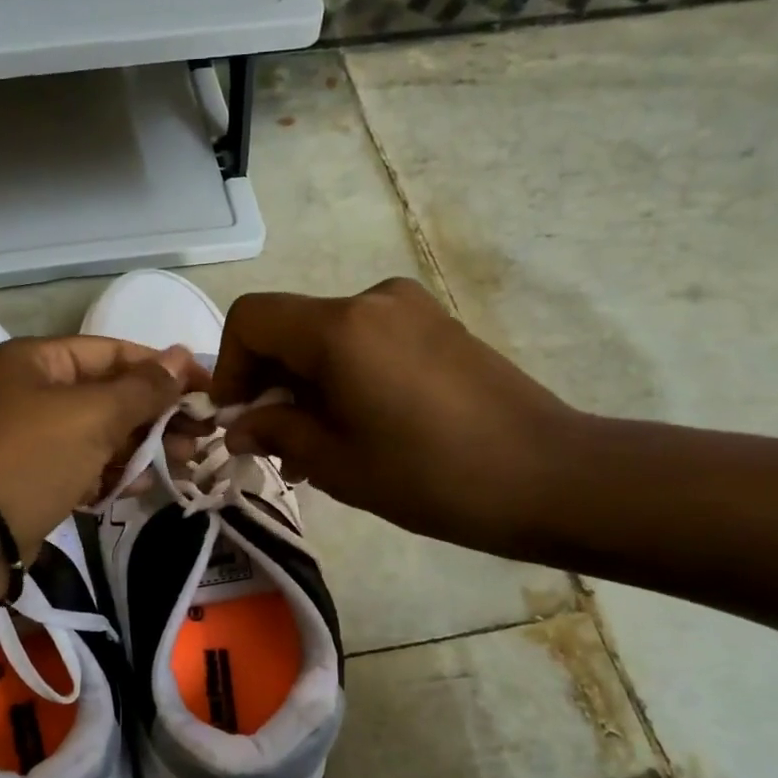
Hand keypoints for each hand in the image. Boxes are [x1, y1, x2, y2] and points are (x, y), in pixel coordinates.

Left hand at [0, 336, 207, 565]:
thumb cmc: (29, 459)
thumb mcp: (92, 415)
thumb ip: (143, 388)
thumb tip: (184, 356)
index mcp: (39, 362)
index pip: (115, 353)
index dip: (165, 369)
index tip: (209, 391)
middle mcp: (35, 395)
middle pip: (111, 396)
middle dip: (160, 414)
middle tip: (205, 436)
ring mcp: (34, 442)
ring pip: (102, 437)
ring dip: (145, 447)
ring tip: (189, 462)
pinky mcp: (37, 483)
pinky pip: (87, 471)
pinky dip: (116, 476)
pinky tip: (149, 485)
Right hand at [211, 278, 580, 554]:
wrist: (550, 476)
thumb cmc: (430, 476)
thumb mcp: (336, 462)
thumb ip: (276, 432)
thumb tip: (239, 424)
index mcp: (339, 328)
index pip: (251, 318)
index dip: (228, 366)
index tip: (235, 417)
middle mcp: (372, 301)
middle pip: (290, 327)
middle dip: (268, 383)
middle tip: (271, 444)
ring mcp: (411, 310)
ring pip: (328, 338)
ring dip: (306, 385)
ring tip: (313, 447)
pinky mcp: (438, 327)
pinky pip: (366, 343)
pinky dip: (343, 378)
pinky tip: (356, 428)